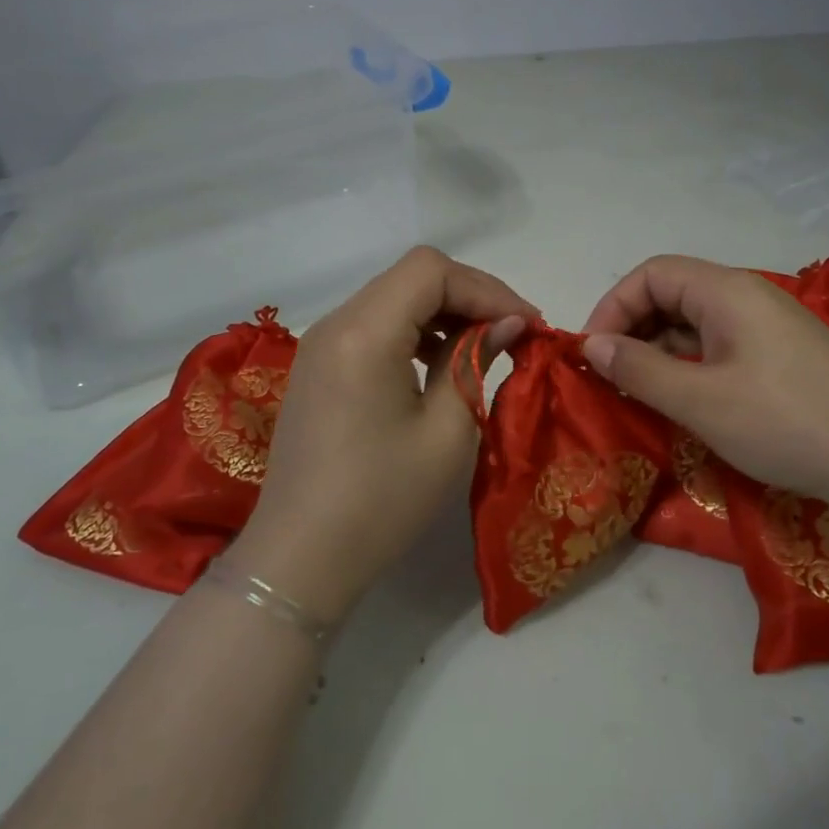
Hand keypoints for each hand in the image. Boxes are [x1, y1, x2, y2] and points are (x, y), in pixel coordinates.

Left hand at [234, 247, 532, 622]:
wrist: (302, 557)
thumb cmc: (382, 499)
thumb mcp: (446, 432)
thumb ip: (475, 363)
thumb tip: (507, 325)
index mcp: (364, 333)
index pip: (431, 271)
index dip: (486, 288)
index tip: (526, 325)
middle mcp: (336, 323)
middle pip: (412, 277)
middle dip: (470, 296)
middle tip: (514, 334)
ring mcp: (321, 344)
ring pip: (393, 297)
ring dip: (443, 312)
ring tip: (482, 348)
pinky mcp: (319, 367)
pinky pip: (374, 325)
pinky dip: (413, 331)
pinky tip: (438, 364)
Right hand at [581, 255, 828, 537]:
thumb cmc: (785, 423)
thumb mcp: (701, 401)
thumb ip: (640, 370)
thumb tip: (593, 345)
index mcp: (727, 291)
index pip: (651, 274)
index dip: (613, 307)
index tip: (593, 353)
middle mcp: (748, 297)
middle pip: (673, 293)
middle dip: (633, 328)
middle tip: (611, 377)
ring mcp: (769, 327)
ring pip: (696, 322)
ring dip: (660, 350)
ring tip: (640, 393)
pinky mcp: (783, 356)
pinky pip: (720, 345)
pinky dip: (690, 365)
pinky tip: (684, 399)